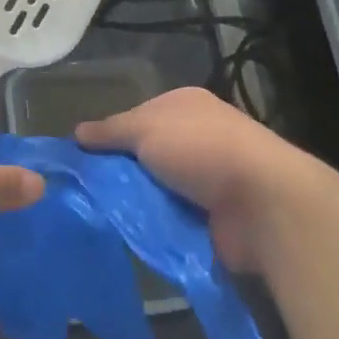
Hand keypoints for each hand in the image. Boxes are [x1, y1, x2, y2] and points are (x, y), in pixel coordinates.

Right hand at [77, 87, 338, 272]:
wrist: (262, 203)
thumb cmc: (202, 150)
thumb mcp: (146, 129)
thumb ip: (110, 131)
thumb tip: (76, 133)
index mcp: (185, 105)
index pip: (136, 117)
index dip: (110, 135)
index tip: (82, 158)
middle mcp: (198, 137)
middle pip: (145, 154)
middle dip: (121, 172)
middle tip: (86, 192)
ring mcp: (208, 178)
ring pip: (156, 188)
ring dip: (137, 202)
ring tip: (102, 216)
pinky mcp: (214, 215)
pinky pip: (172, 218)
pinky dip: (155, 225)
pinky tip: (132, 233)